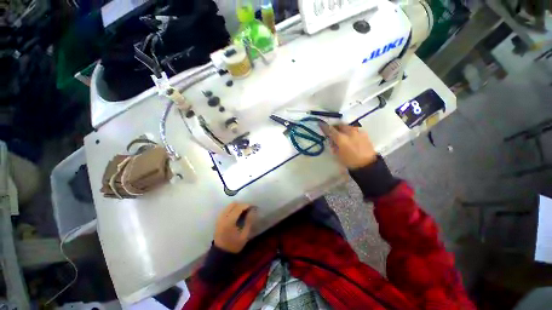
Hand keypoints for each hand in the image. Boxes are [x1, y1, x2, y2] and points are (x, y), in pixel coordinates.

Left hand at [214, 203, 256, 252]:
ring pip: (229, 206)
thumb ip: (249, 221)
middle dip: (241, 204)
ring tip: (243, 211)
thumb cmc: (234, 245)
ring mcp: (219, 218)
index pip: (239, 207)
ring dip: (237, 206)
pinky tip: (236, 213)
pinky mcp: (218, 219)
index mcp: (229, 221)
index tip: (253, 206)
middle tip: (248, 208)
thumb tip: (253, 211)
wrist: (221, 254)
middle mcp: (223, 217)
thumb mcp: (244, 235)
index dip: (246, 205)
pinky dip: (232, 209)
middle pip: (233, 204)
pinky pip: (226, 209)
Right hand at [320, 124, 376, 168]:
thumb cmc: (350, 161)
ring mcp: (358, 132)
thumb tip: (332, 141)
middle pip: (340, 125)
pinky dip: (351, 131)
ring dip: (344, 128)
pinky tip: (351, 137)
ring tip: (343, 134)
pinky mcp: (364, 134)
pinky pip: (355, 129)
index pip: (330, 129)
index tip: (321, 123)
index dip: (324, 126)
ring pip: (348, 126)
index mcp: (341, 138)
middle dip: (336, 126)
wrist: (367, 164)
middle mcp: (349, 132)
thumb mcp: (338, 154)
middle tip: (333, 131)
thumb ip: (334, 146)